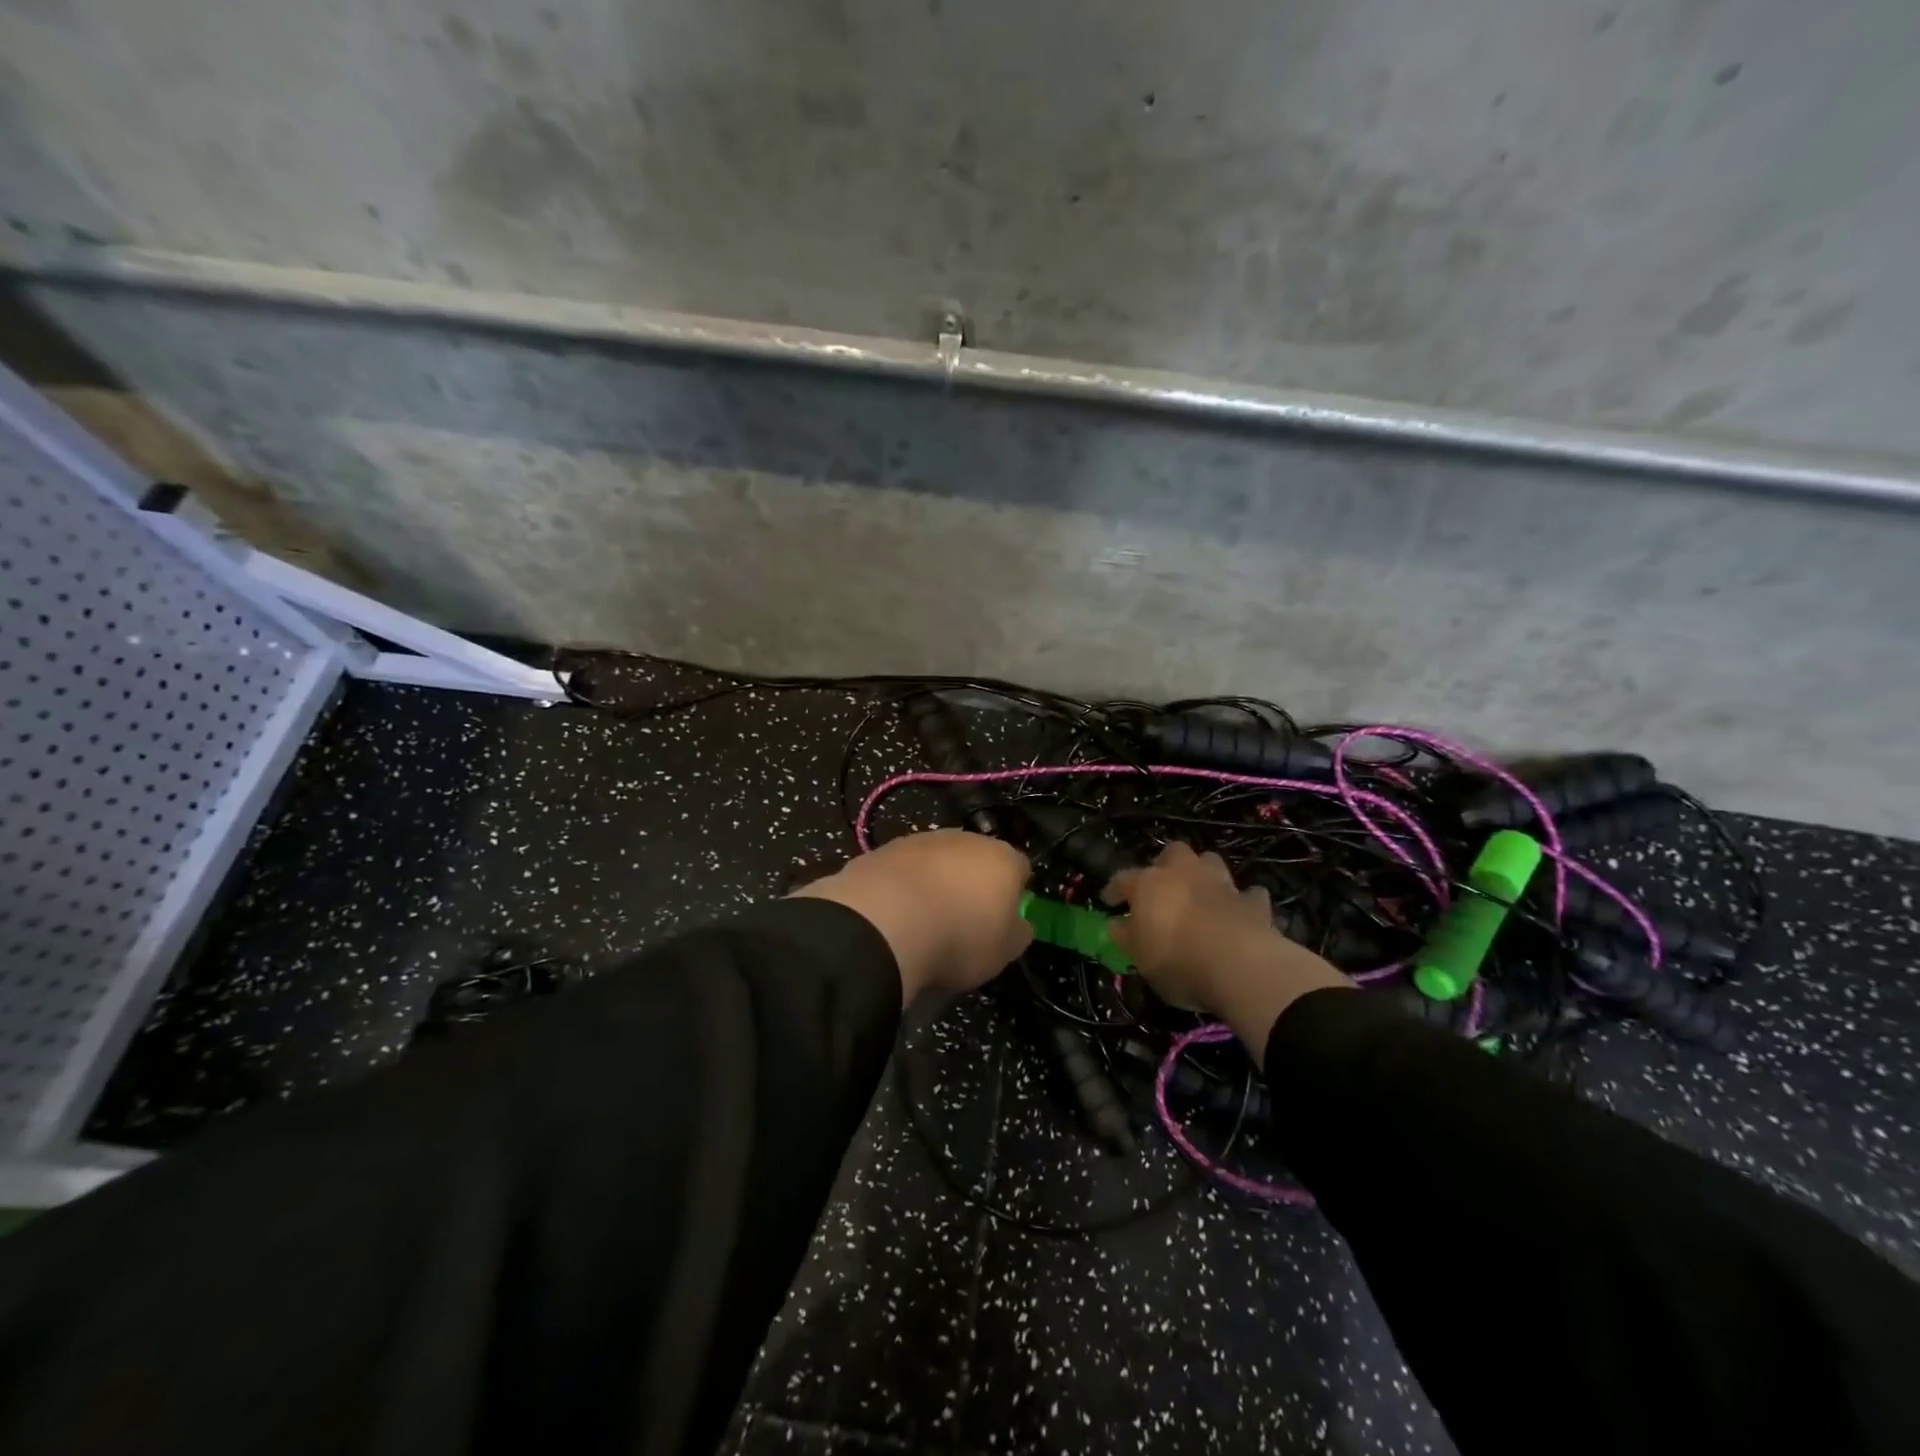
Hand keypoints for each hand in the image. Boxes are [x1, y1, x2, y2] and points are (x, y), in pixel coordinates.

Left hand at [793, 830, 1032, 1004]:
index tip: (1004, 919)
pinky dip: (904, 886)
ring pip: (939, 860)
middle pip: (977, 859)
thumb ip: (1017, 932)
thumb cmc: (959, 938)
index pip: (1020, 868)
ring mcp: (922, 840)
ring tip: (924, 920)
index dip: (1015, 893)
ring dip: (937, 881)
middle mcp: (965, 839)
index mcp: (1003, 859)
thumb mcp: (1003, 951)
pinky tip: (895, 913)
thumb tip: (1019, 923)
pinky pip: (905, 869)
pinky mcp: (885, 849)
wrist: (884, 923)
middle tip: (965, 919)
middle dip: (974, 882)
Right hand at [1104, 842, 1352, 1051]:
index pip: (1123, 878)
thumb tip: (1115, 925)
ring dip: (1205, 874)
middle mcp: (1184, 873)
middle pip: (1173, 853)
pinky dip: (1243, 900)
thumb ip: (1126, 937)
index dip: (1114, 889)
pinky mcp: (1253, 902)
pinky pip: (1248, 894)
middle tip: (1163, 886)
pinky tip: (1241, 911)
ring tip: (1200, 892)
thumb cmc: (1177, 959)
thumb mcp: (1139, 956)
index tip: (1109, 901)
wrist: (1239, 965)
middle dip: (1167, 864)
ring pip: (1211, 862)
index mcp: (1149, 884)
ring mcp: (1221, 884)